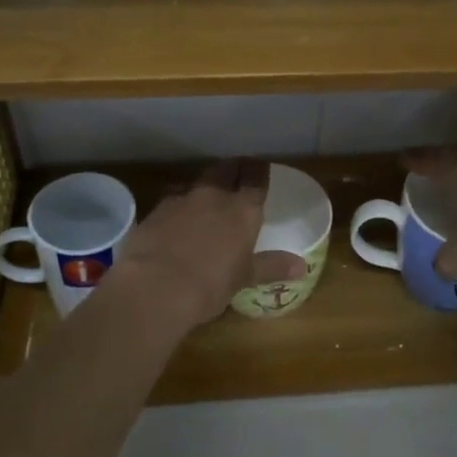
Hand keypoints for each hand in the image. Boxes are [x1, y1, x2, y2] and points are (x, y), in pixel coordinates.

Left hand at [111, 159, 308, 325]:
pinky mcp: (155, 210)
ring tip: (207, 196)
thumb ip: (271, 267)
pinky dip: (180, 204)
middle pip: (226, 169)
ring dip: (205, 186)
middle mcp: (214, 196)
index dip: (259, 171)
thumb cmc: (210, 285)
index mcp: (242, 210)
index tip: (261, 168)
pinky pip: (173, 199)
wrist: (154, 287)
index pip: (255, 178)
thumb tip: (301, 267)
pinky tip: (177, 218)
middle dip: (233, 168)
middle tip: (237, 173)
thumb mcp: (244, 278)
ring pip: (197, 181)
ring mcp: (181, 199)